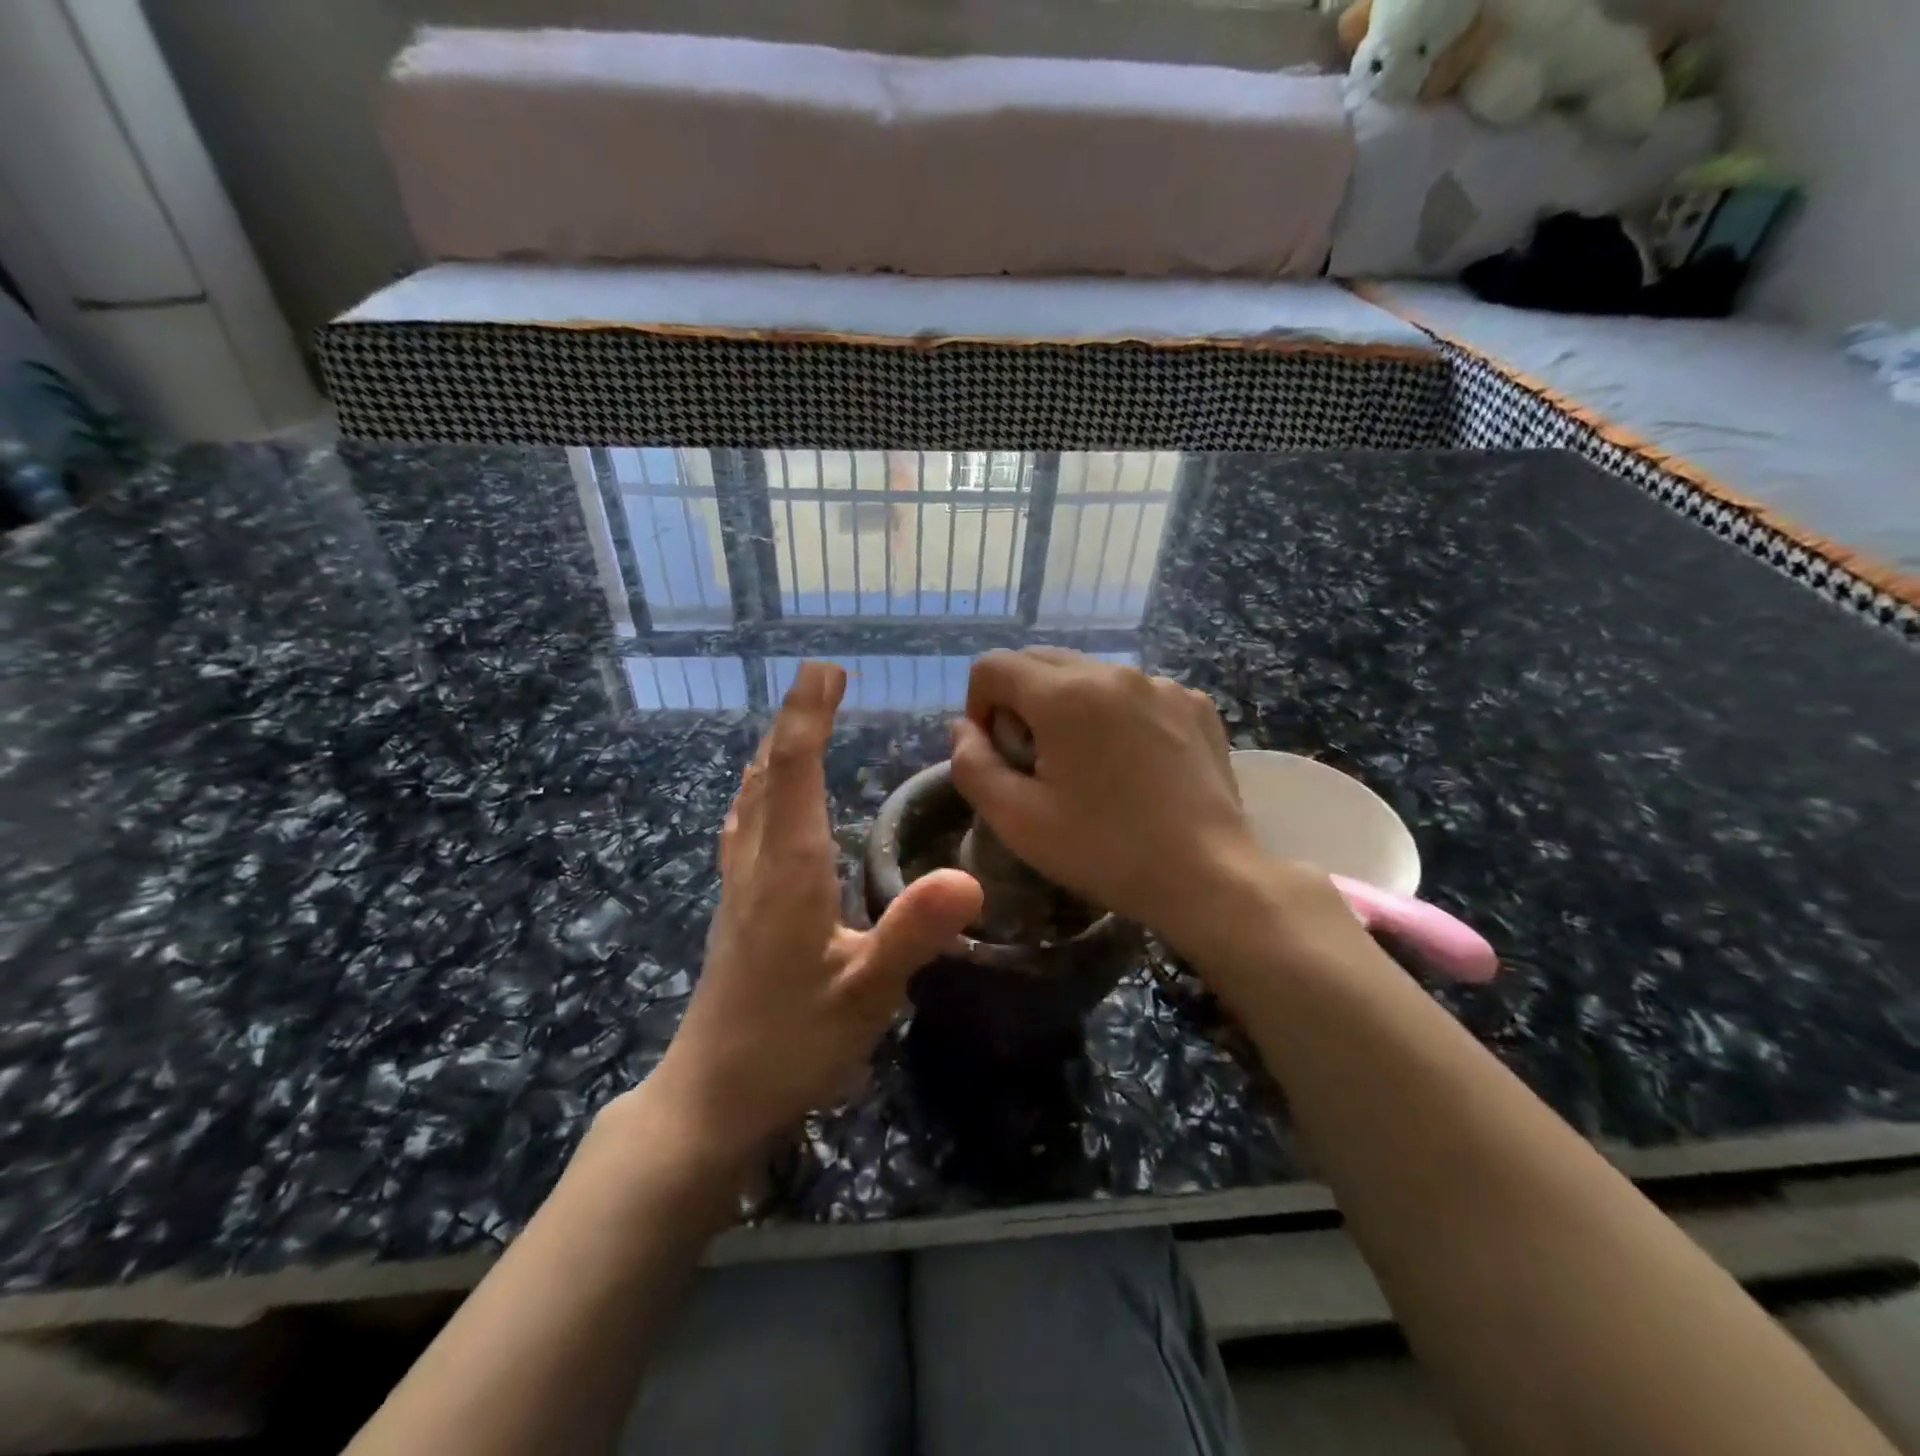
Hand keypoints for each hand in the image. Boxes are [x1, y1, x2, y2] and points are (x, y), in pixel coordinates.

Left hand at [649, 663, 981, 1161]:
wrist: (710, 1099)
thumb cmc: (790, 1047)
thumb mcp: (863, 995)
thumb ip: (911, 933)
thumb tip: (968, 877)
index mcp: (789, 871)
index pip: (794, 772)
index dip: (808, 717)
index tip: (824, 670)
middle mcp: (757, 865)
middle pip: (768, 773)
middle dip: (794, 720)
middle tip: (821, 678)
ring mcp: (738, 887)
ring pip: (750, 798)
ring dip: (774, 751)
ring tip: (796, 723)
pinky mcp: (734, 909)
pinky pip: (744, 826)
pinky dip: (759, 790)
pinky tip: (761, 800)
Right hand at [950, 649, 1311, 957]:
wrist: (1209, 876)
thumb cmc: (1105, 850)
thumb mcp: (1017, 820)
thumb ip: (972, 765)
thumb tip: (963, 729)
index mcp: (1064, 694)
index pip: (992, 667)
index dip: (978, 707)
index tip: (998, 755)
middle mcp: (1113, 672)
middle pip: (1039, 662)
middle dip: (1020, 702)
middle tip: (1035, 761)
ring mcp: (1161, 684)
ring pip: (1088, 675)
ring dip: (1068, 707)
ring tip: (1088, 765)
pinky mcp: (1194, 704)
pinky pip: (1134, 693)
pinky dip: (1116, 715)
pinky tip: (1133, 765)